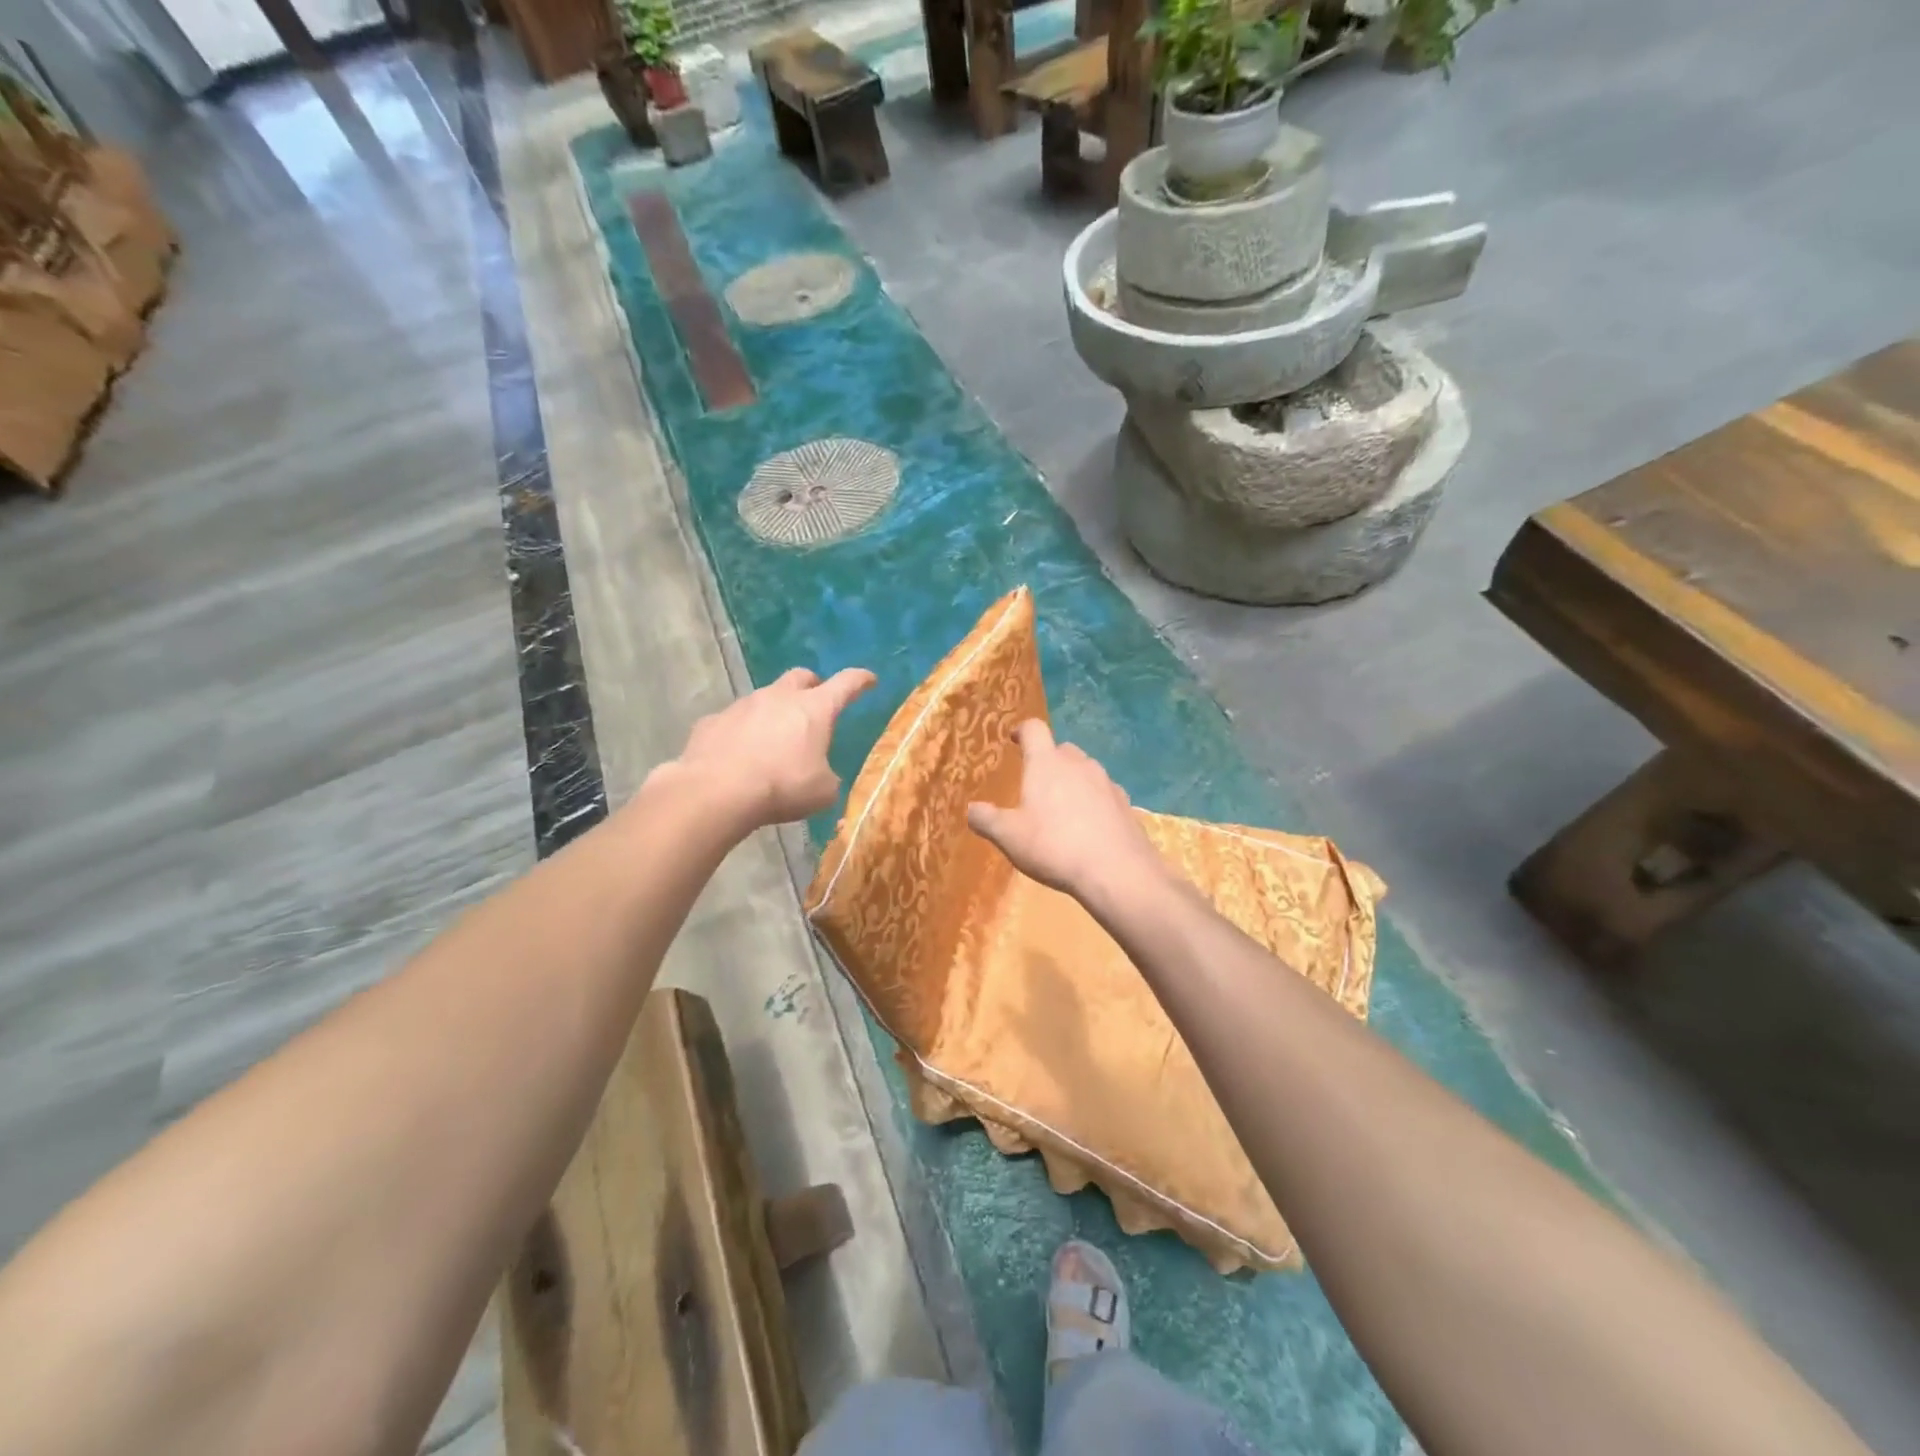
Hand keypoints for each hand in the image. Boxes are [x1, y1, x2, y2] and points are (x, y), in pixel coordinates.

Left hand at [671, 667, 875, 830]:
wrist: (716, 791)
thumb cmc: (782, 786)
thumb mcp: (822, 792)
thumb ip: (827, 778)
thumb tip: (821, 776)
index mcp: (814, 709)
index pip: (846, 684)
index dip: (860, 680)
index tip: (869, 680)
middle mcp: (779, 697)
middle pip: (800, 677)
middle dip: (812, 686)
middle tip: (815, 704)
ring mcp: (742, 705)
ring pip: (765, 697)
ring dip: (774, 711)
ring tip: (775, 738)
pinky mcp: (712, 721)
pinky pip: (733, 720)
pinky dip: (742, 731)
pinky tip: (739, 754)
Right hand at [966, 720, 1165, 901]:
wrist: (1116, 871)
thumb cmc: (1053, 846)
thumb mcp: (1008, 837)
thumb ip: (986, 819)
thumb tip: (972, 809)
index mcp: (1046, 763)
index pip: (1033, 729)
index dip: (1022, 730)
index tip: (1014, 739)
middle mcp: (1078, 764)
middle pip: (1061, 749)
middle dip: (1048, 759)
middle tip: (1036, 783)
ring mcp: (1106, 782)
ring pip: (1085, 770)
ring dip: (1072, 780)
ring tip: (1062, 808)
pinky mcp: (1125, 803)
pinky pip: (1103, 793)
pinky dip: (1093, 801)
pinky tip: (1088, 826)